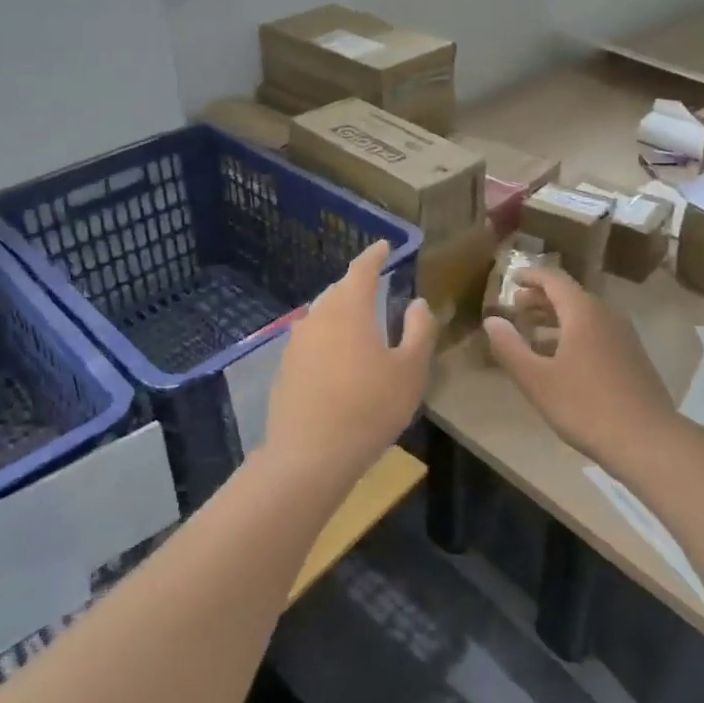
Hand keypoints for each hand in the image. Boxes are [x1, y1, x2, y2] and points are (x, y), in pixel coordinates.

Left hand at [262, 241, 438, 487]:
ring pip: (322, 315)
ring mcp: (296, 343)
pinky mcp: (285, 368)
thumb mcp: (410, 371)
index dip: (375, 255)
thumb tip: (417, 303)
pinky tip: (338, 360)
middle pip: (339, 290)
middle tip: (377, 286)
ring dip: (341, 312)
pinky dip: (328, 339)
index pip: (362, 269)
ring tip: (360, 323)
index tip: (384, 246)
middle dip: (357, 285)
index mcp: (349, 308)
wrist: (309, 456)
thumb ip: (419, 331)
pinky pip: (311, 340)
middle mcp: (318, 316)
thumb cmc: (369, 408)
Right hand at [483, 266, 674, 462]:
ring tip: (532, 333)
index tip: (511, 278)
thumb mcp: (537, 380)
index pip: (554, 279)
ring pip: (585, 316)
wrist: (648, 441)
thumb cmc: (586, 406)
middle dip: (540, 298)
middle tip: (516, 307)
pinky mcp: (633, 358)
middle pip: (570, 296)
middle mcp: (606, 315)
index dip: (531, 276)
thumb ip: (510, 347)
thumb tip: (492, 320)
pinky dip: (574, 334)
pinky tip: (562, 360)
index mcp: (583, 312)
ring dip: (556, 319)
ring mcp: (624, 337)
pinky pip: (597, 333)